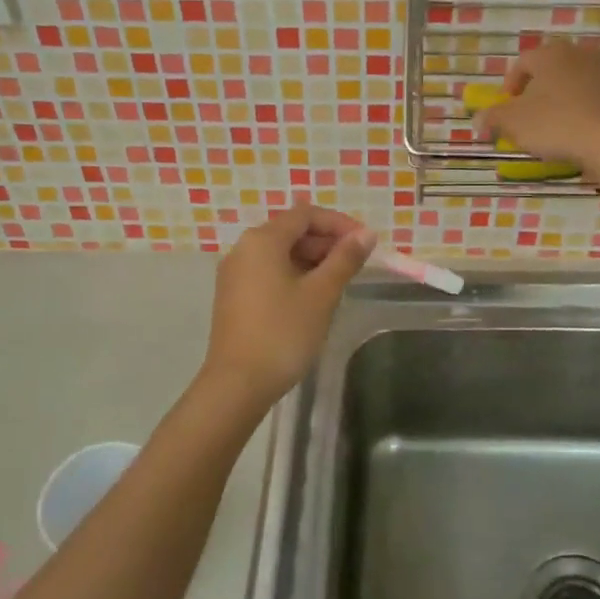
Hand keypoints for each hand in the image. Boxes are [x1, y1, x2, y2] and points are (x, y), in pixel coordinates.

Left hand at [202, 204, 375, 405]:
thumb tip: (366, 234)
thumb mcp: (321, 294)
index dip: (338, 223)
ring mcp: (235, 273)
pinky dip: (294, 274)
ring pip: (280, 252)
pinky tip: (313, 297)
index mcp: (262, 240)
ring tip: (339, 282)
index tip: (365, 242)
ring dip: (311, 259)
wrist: (237, 384)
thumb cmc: (283, 333)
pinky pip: (268, 271)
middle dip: (326, 241)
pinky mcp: (233, 296)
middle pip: (290, 231)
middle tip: (356, 264)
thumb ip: (345, 259)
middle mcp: (244, 248)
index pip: (305, 214)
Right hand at [473, 42, 599, 169]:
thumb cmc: (557, 124)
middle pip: (552, 70)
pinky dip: (590, 108)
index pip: (522, 64)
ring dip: (566, 98)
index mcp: (549, 54)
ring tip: (560, 125)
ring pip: (578, 82)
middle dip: (539, 91)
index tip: (508, 109)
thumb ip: (493, 118)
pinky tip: (586, 130)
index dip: (511, 86)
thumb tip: (478, 119)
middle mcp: (580, 52)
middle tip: (532, 117)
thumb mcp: (514, 123)